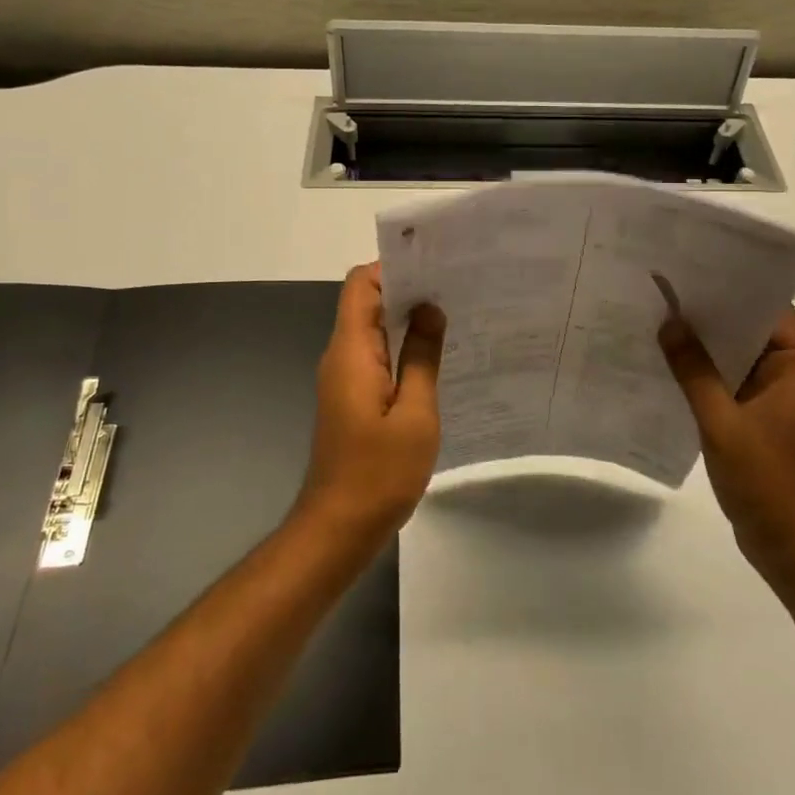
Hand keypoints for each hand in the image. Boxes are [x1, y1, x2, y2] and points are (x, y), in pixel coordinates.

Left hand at [300, 263, 445, 537]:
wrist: (338, 529)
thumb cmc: (379, 473)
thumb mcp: (415, 414)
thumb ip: (422, 356)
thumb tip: (430, 309)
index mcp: (352, 351)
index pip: (362, 285)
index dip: (393, 267)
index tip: (435, 265)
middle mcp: (341, 356)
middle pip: (366, 302)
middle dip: (407, 287)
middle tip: (456, 285)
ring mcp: (343, 378)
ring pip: (371, 328)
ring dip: (406, 317)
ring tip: (453, 313)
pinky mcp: (350, 397)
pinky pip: (374, 355)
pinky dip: (401, 346)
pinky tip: (435, 355)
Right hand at [659, 305, 794, 579]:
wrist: (792, 549)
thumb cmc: (768, 481)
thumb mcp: (723, 422)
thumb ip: (694, 371)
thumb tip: (669, 322)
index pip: (769, 308)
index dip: (732, 286)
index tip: (691, 270)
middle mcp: (793, 375)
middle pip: (750, 329)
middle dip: (710, 315)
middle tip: (663, 292)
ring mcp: (777, 399)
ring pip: (736, 358)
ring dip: (704, 347)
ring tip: (658, 321)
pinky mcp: (760, 420)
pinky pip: (730, 384)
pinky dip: (704, 376)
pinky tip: (667, 367)